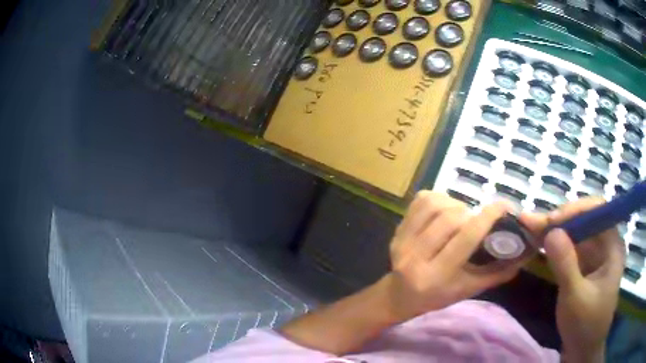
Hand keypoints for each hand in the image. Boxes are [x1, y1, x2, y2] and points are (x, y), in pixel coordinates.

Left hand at [384, 191, 520, 321]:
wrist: (400, 296)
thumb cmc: (438, 296)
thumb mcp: (469, 289)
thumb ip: (497, 273)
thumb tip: (525, 254)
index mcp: (436, 276)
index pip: (466, 238)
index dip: (488, 217)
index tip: (504, 206)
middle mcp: (416, 257)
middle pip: (450, 218)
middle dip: (469, 214)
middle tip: (475, 221)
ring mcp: (402, 242)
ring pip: (434, 205)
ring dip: (454, 204)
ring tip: (460, 216)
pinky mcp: (396, 230)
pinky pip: (420, 201)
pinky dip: (438, 199)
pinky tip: (444, 210)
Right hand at [521, 198, 624, 362]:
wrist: (582, 351)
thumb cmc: (585, 325)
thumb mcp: (575, 298)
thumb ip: (565, 265)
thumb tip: (550, 231)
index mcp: (613, 245)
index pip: (598, 210)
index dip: (576, 209)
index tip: (552, 221)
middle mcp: (606, 244)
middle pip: (584, 219)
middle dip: (559, 220)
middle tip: (532, 223)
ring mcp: (595, 255)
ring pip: (575, 232)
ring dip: (553, 230)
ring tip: (530, 227)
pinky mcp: (585, 266)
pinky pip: (570, 247)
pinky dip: (554, 244)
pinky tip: (539, 242)